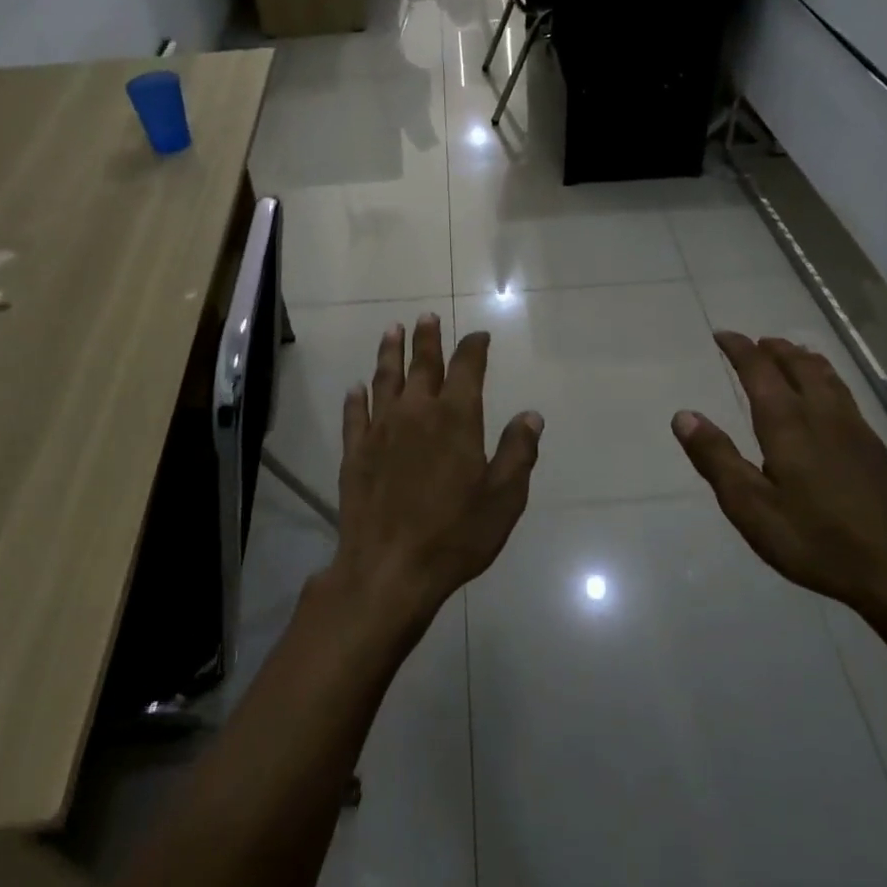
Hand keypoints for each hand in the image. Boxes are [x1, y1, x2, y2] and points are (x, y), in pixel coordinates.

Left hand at [331, 313, 543, 631]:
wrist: (389, 569)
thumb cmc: (455, 535)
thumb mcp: (504, 498)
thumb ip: (518, 451)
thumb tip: (531, 415)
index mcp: (456, 418)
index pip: (467, 368)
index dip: (474, 347)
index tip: (479, 336)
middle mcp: (416, 412)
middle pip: (422, 364)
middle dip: (427, 338)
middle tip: (426, 317)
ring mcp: (381, 430)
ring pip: (385, 379)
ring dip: (390, 352)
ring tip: (392, 331)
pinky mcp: (355, 452)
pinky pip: (355, 415)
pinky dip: (357, 397)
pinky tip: (356, 387)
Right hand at [671, 332, 886, 616]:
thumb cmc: (817, 541)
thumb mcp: (751, 507)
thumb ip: (716, 459)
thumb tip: (684, 415)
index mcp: (787, 423)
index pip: (759, 370)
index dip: (739, 349)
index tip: (723, 335)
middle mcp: (823, 415)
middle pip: (799, 365)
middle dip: (775, 349)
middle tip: (758, 343)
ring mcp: (858, 431)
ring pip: (829, 378)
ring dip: (805, 360)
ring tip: (793, 356)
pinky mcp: (880, 451)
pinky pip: (848, 399)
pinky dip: (829, 384)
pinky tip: (831, 406)